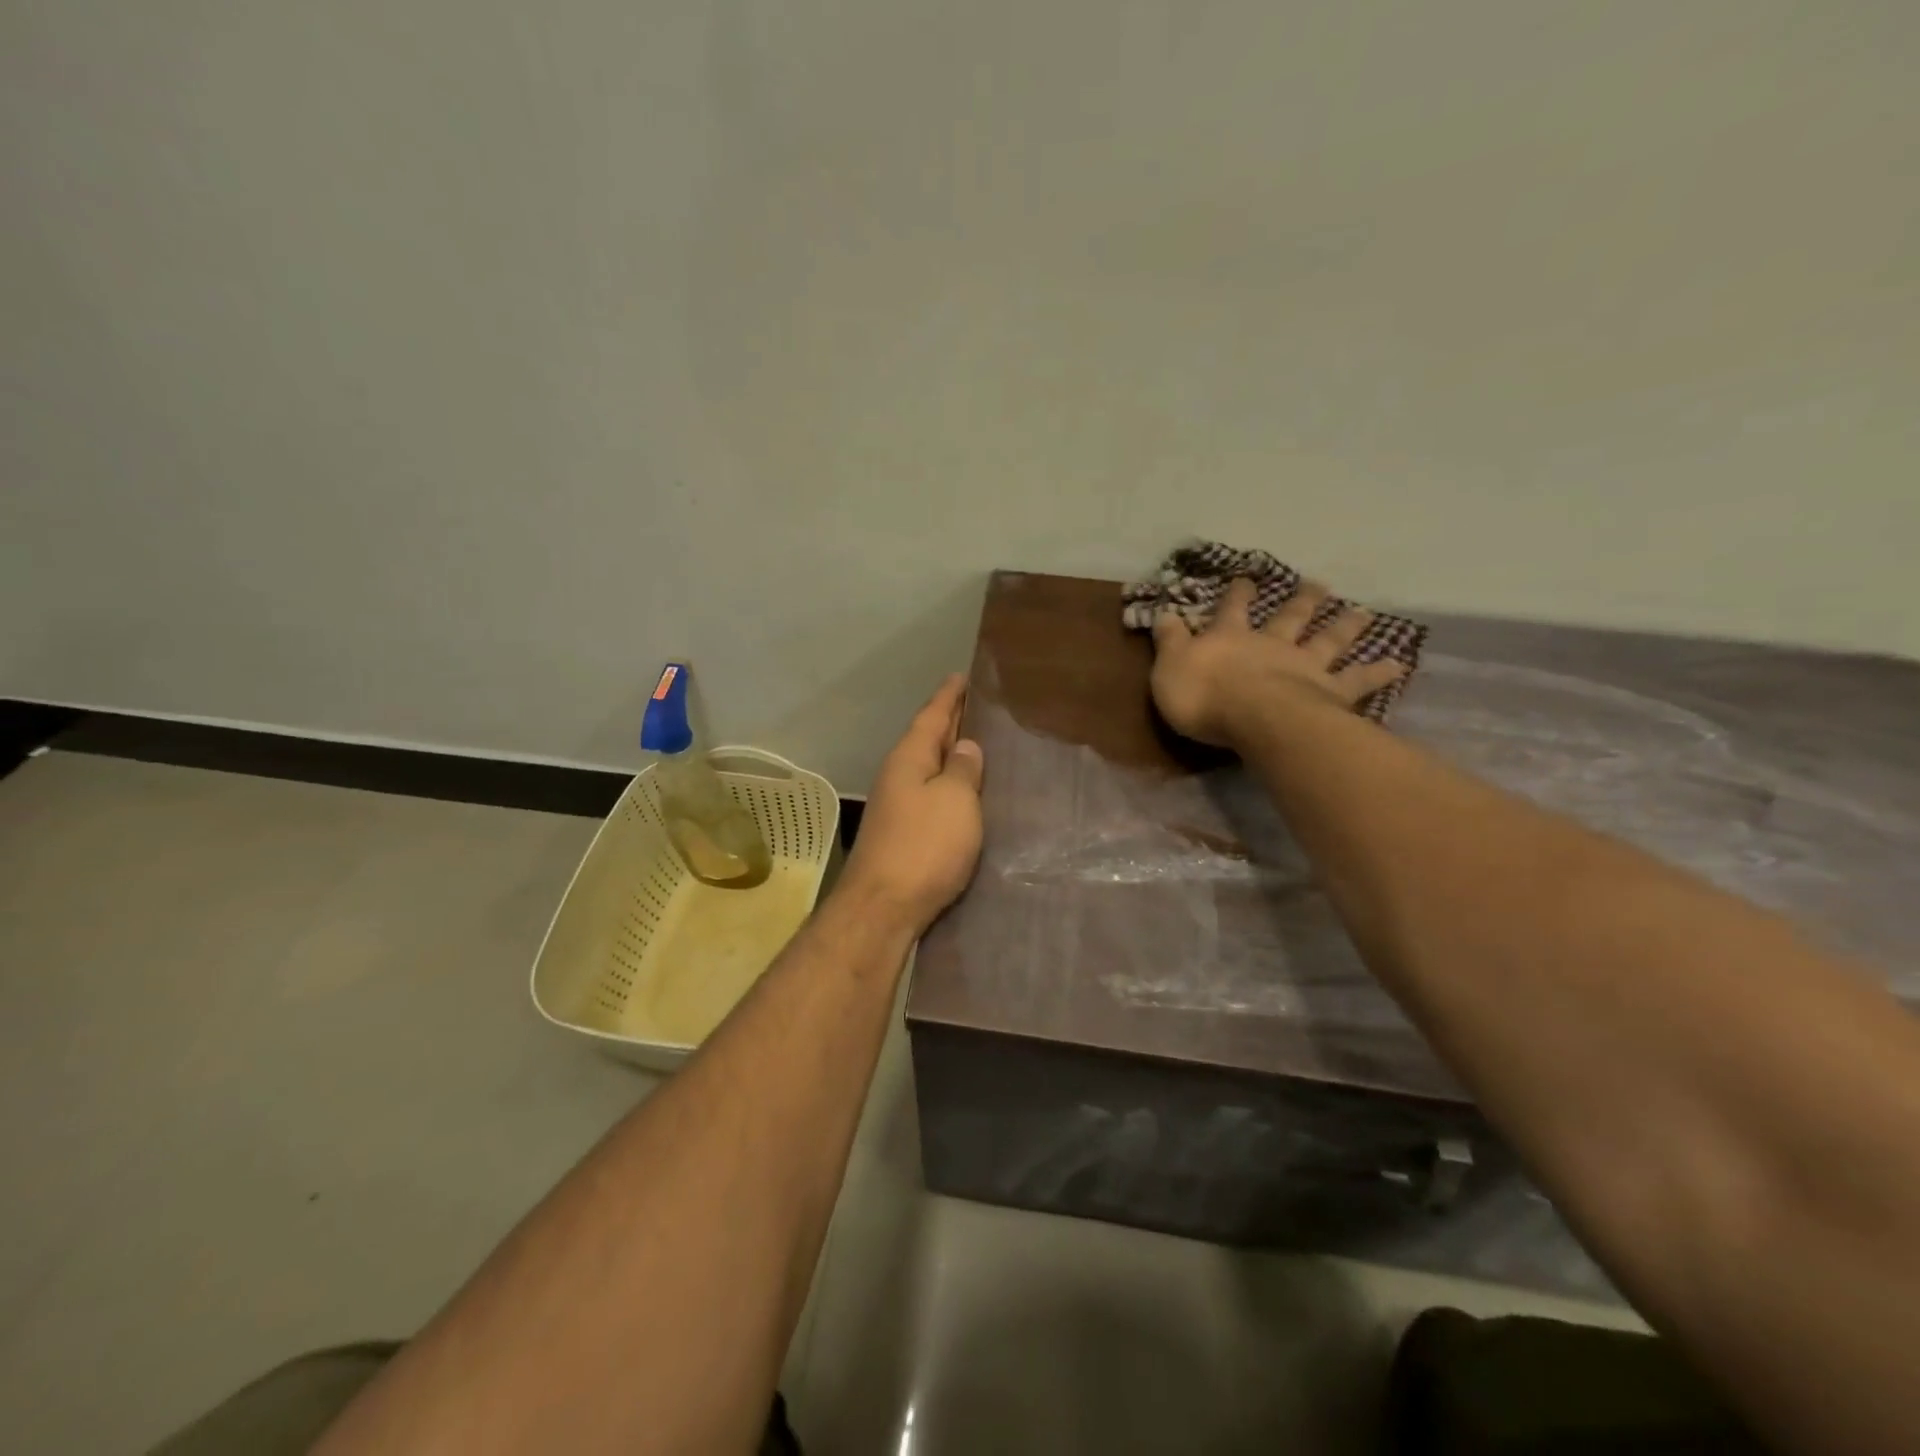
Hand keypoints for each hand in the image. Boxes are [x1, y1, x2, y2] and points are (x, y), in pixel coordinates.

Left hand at [839, 675, 984, 935]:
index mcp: (909, 759)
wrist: (883, 908)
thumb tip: (965, 747)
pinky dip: (949, 787)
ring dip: (950, 756)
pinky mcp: (903, 836)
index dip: (949, 696)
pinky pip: (930, 796)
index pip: (932, 716)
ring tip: (979, 746)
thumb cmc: (924, 846)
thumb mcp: (954, 800)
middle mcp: (899, 777)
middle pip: (927, 740)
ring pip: (928, 770)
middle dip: (950, 722)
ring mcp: (897, 807)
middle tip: (978, 706)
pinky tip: (965, 794)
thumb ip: (962, 770)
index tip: (963, 676)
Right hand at [1150, 578, 1407, 748]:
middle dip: (1301, 600)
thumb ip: (1170, 640)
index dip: (1237, 594)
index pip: (1231, 610)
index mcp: (1230, 638)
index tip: (1246, 576)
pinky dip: (1378, 672)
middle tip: (1318, 583)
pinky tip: (1399, 665)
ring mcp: (1304, 666)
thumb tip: (1164, 612)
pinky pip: (1358, 681)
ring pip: (1328, 640)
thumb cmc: (1204, 695)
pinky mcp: (1329, 692)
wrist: (1252, 717)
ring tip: (1362, 612)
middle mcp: (1272, 644)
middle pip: (1289, 617)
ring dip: (1345, 625)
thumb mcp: (1169, 666)